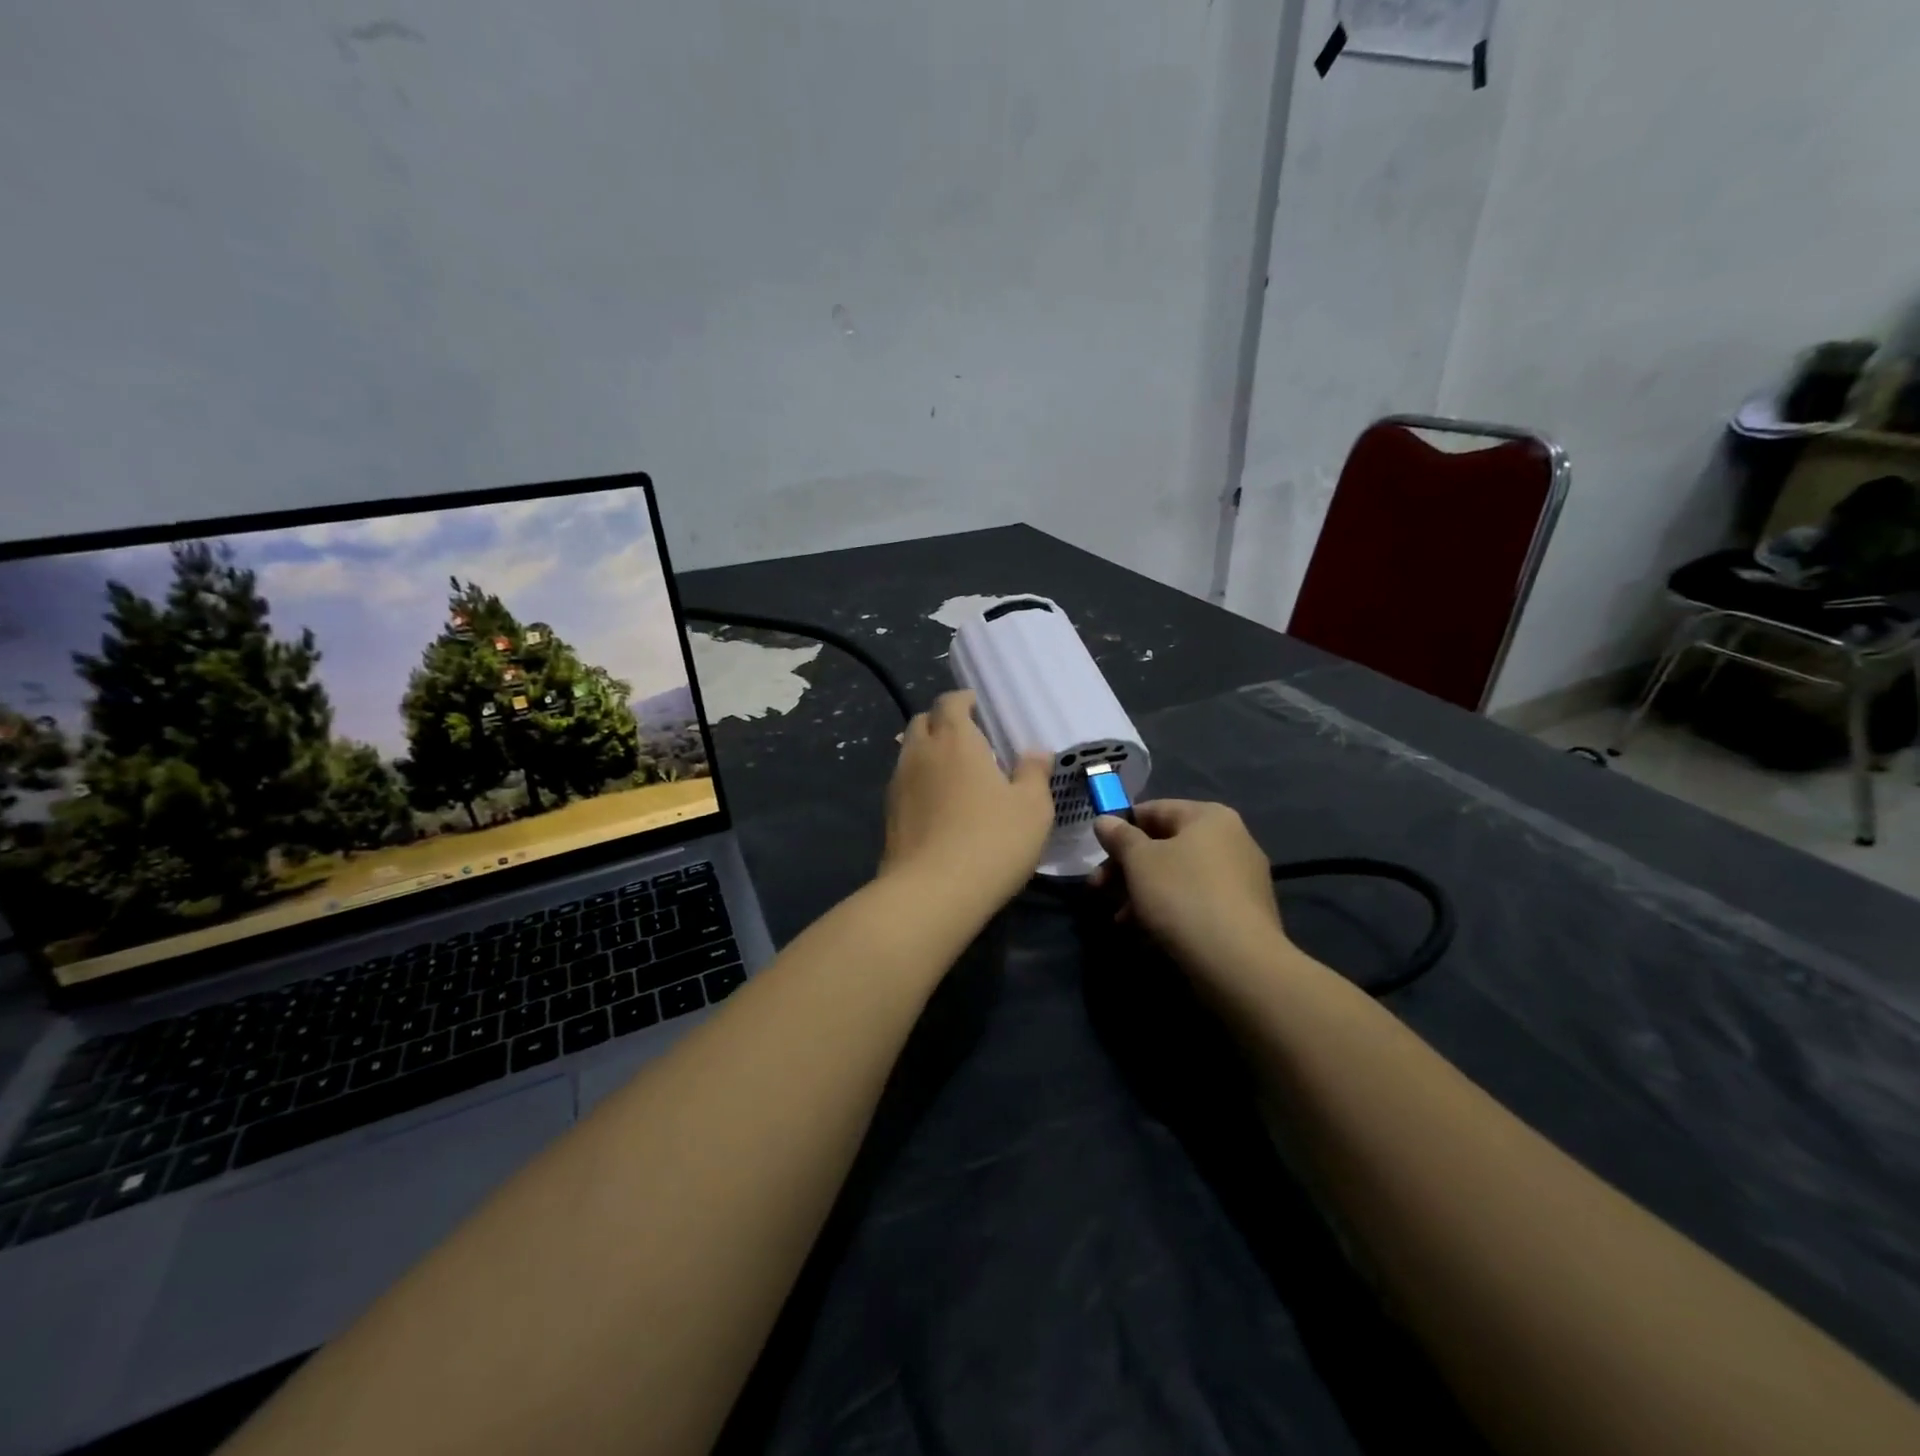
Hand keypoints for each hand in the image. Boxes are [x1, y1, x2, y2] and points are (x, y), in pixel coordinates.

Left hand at [880, 690, 1053, 907]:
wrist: (932, 893)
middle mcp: (920, 753)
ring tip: (952, 772)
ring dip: (927, 752)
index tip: (976, 707)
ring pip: (908, 752)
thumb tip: (1035, 752)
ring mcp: (898, 784)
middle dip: (941, 722)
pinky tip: (938, 805)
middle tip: (966, 737)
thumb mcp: (1032, 808)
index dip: (962, 700)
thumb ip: (1034, 773)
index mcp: (955, 740)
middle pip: (922, 721)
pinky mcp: (888, 815)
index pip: (950, 702)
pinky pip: (904, 783)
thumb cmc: (992, 841)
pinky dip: (919, 782)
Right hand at [1092, 800, 1294, 979]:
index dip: (1121, 828)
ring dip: (1143, 893)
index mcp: (1209, 817)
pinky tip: (1147, 934)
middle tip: (1097, 889)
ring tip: (1119, 919)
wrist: (1238, 962)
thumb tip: (1105, 821)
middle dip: (1127, 868)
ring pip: (1178, 876)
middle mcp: (1231, 840)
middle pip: (1165, 845)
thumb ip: (1119, 837)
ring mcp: (1242, 879)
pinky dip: (1169, 911)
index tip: (1097, 852)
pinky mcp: (1244, 914)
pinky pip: (1197, 902)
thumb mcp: (1139, 861)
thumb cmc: (1183, 895)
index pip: (1154, 809)